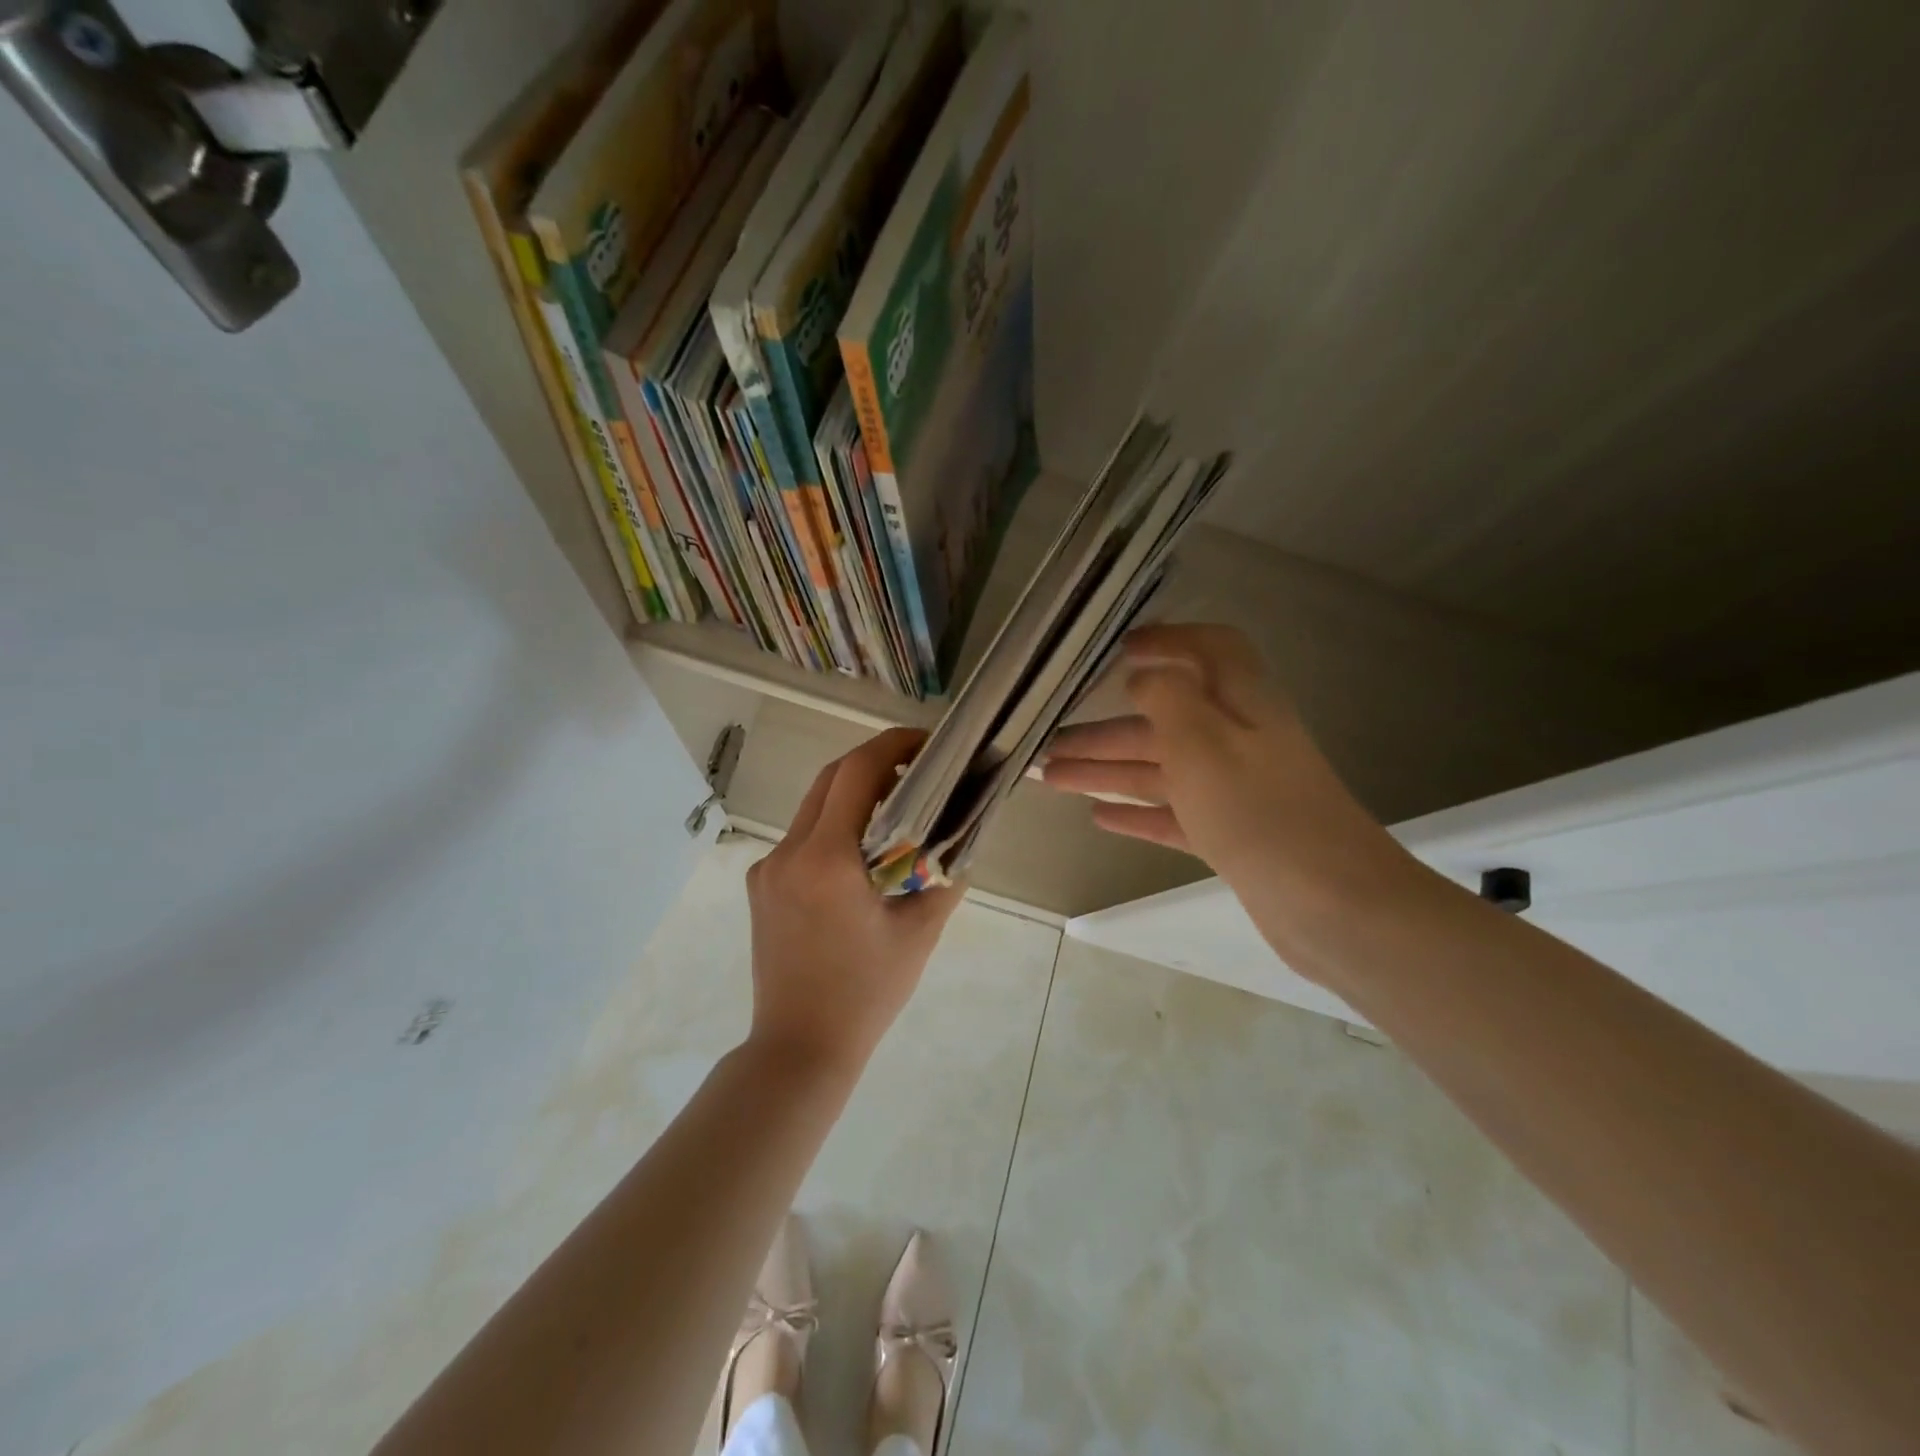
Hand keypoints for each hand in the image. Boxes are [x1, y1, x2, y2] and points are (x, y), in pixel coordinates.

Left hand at [744, 727, 964, 1081]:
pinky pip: (802, 837)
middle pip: (831, 779)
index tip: (926, 743)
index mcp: (826, 859)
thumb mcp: (919, 933)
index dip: (893, 745)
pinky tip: (862, 852)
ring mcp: (767, 868)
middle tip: (918, 770)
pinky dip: (834, 825)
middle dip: (875, 762)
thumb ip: (945, 876)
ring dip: (853, 794)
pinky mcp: (760, 885)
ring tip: (897, 808)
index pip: (857, 772)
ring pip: (813, 806)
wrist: (799, 1048)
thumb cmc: (866, 993)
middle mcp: (788, 852)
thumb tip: (965, 836)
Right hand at [1041, 624, 1411, 942]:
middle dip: (1106, 730)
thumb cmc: (1259, 810)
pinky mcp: (1232, 835)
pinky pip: (1174, 813)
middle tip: (1049, 745)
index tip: (1121, 651)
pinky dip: (1137, 812)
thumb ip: (1169, 698)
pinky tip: (1098, 816)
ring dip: (1107, 770)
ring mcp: (1236, 791)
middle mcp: (1239, 740)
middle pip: (1165, 721)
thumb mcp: (1204, 741)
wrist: (1333, 905)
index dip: (1170, 642)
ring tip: (1050, 778)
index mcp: (1242, 704)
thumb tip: (1145, 675)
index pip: (1211, 651)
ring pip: (1161, 770)